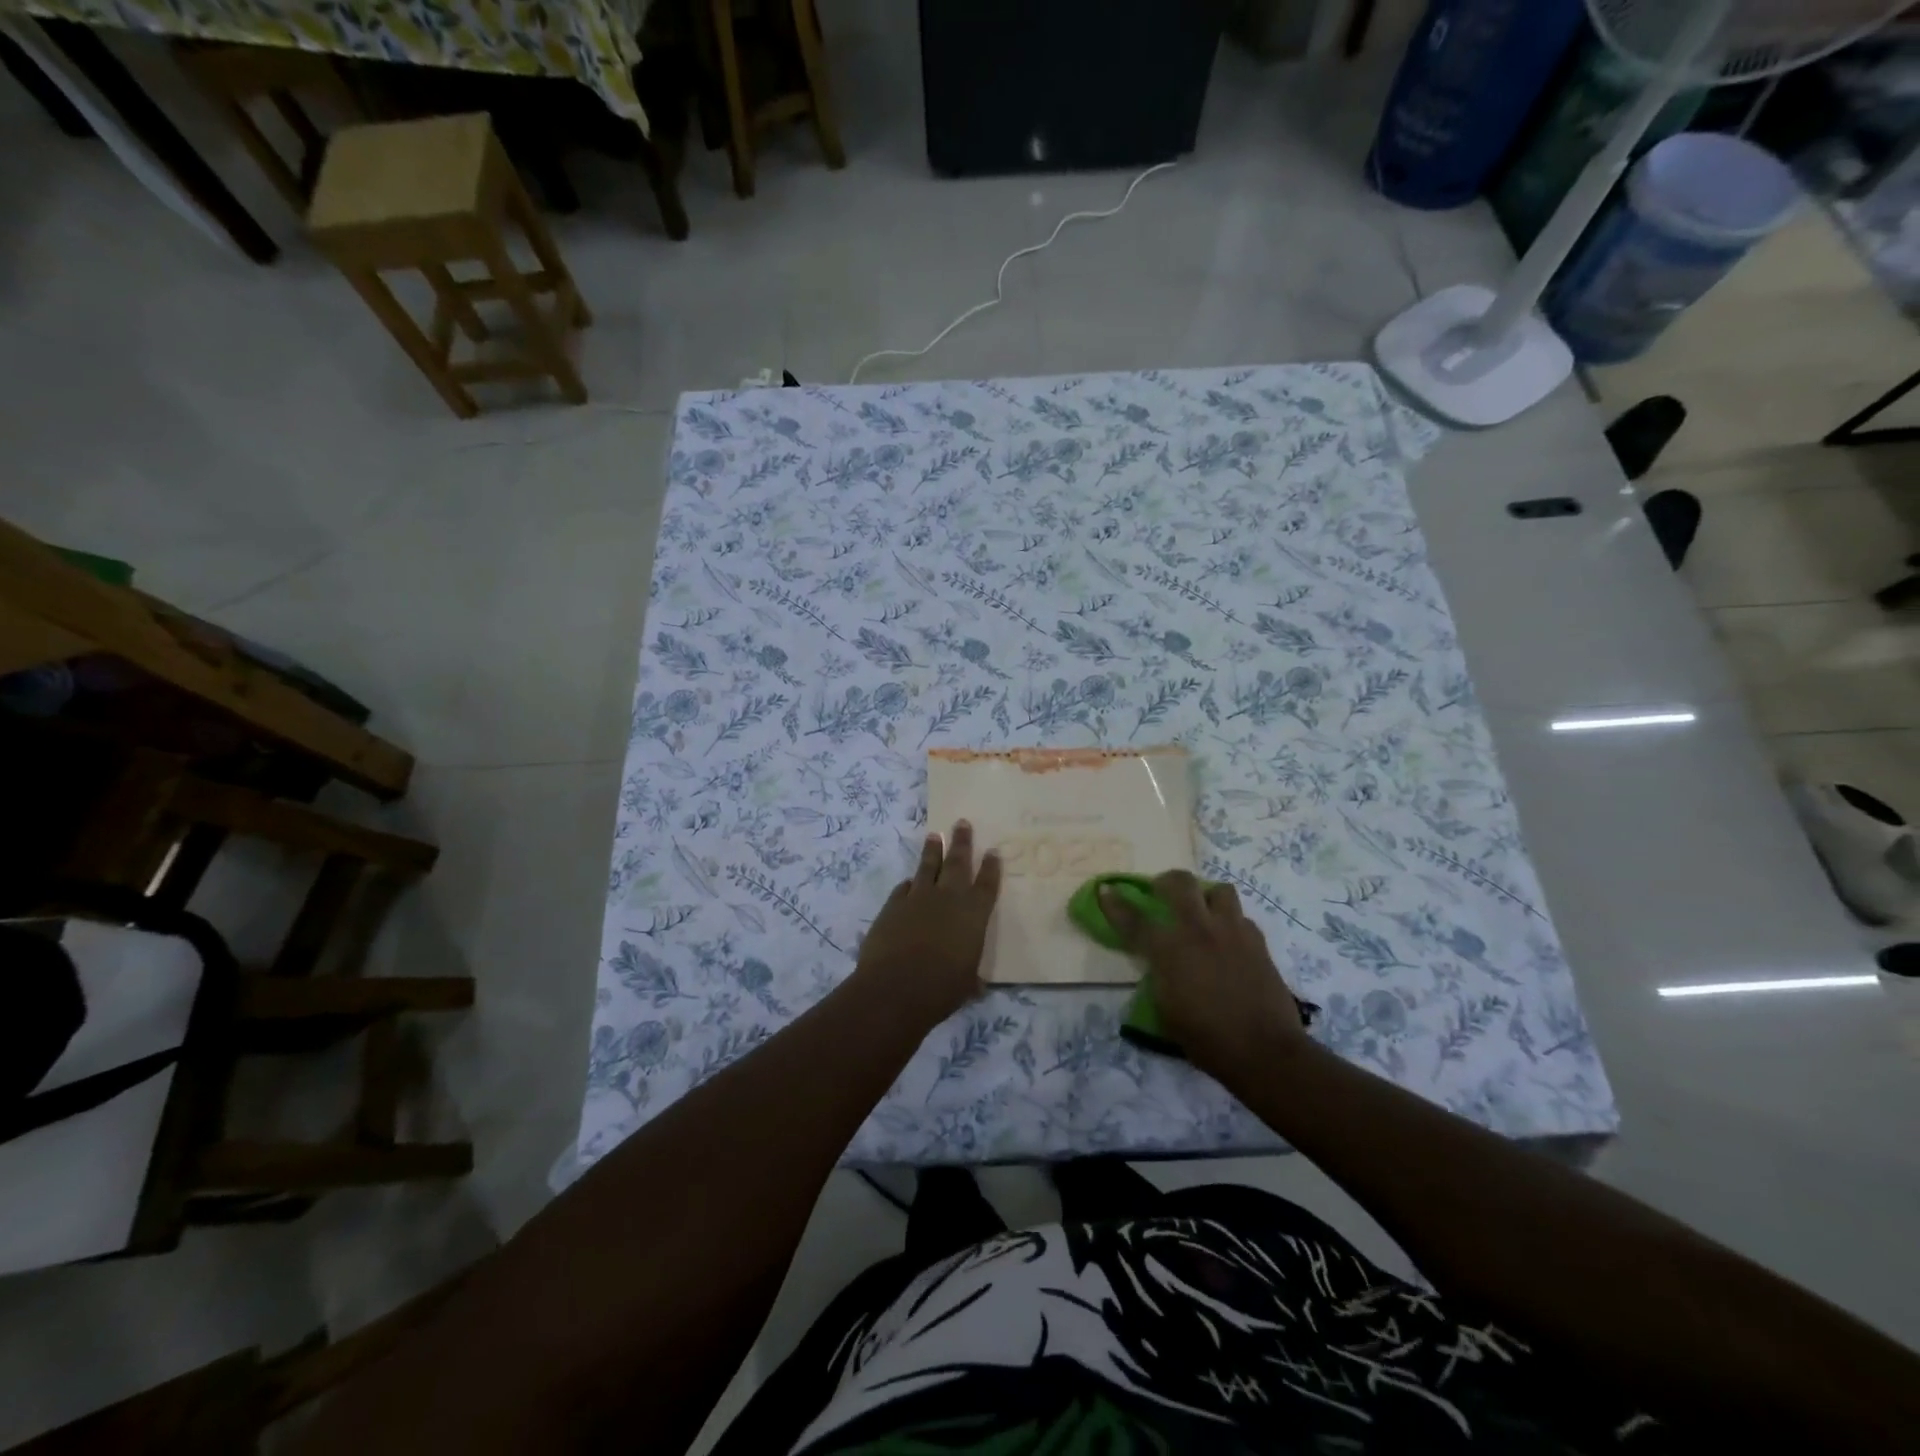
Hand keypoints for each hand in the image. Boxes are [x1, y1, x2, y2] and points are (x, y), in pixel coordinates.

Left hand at [855, 821, 1001, 1029]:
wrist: (895, 988)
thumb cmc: (942, 989)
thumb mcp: (967, 984)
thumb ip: (972, 977)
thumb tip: (977, 985)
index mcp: (973, 914)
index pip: (986, 884)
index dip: (991, 867)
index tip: (993, 850)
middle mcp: (948, 898)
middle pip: (957, 862)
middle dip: (961, 842)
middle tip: (962, 822)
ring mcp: (918, 898)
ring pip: (927, 866)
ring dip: (932, 850)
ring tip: (934, 834)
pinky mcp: (893, 905)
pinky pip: (904, 888)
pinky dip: (909, 883)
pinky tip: (909, 881)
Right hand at [1101, 870, 1307, 1081]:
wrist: (1264, 1050)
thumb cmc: (1207, 1038)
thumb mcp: (1166, 1011)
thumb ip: (1159, 977)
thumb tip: (1158, 964)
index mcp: (1169, 950)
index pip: (1134, 919)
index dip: (1115, 904)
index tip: (1106, 890)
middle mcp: (1199, 930)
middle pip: (1180, 883)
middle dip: (1166, 882)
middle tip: (1162, 892)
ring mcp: (1232, 931)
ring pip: (1219, 890)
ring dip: (1206, 896)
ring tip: (1203, 911)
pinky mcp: (1258, 942)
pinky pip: (1242, 918)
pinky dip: (1232, 923)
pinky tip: (1230, 940)